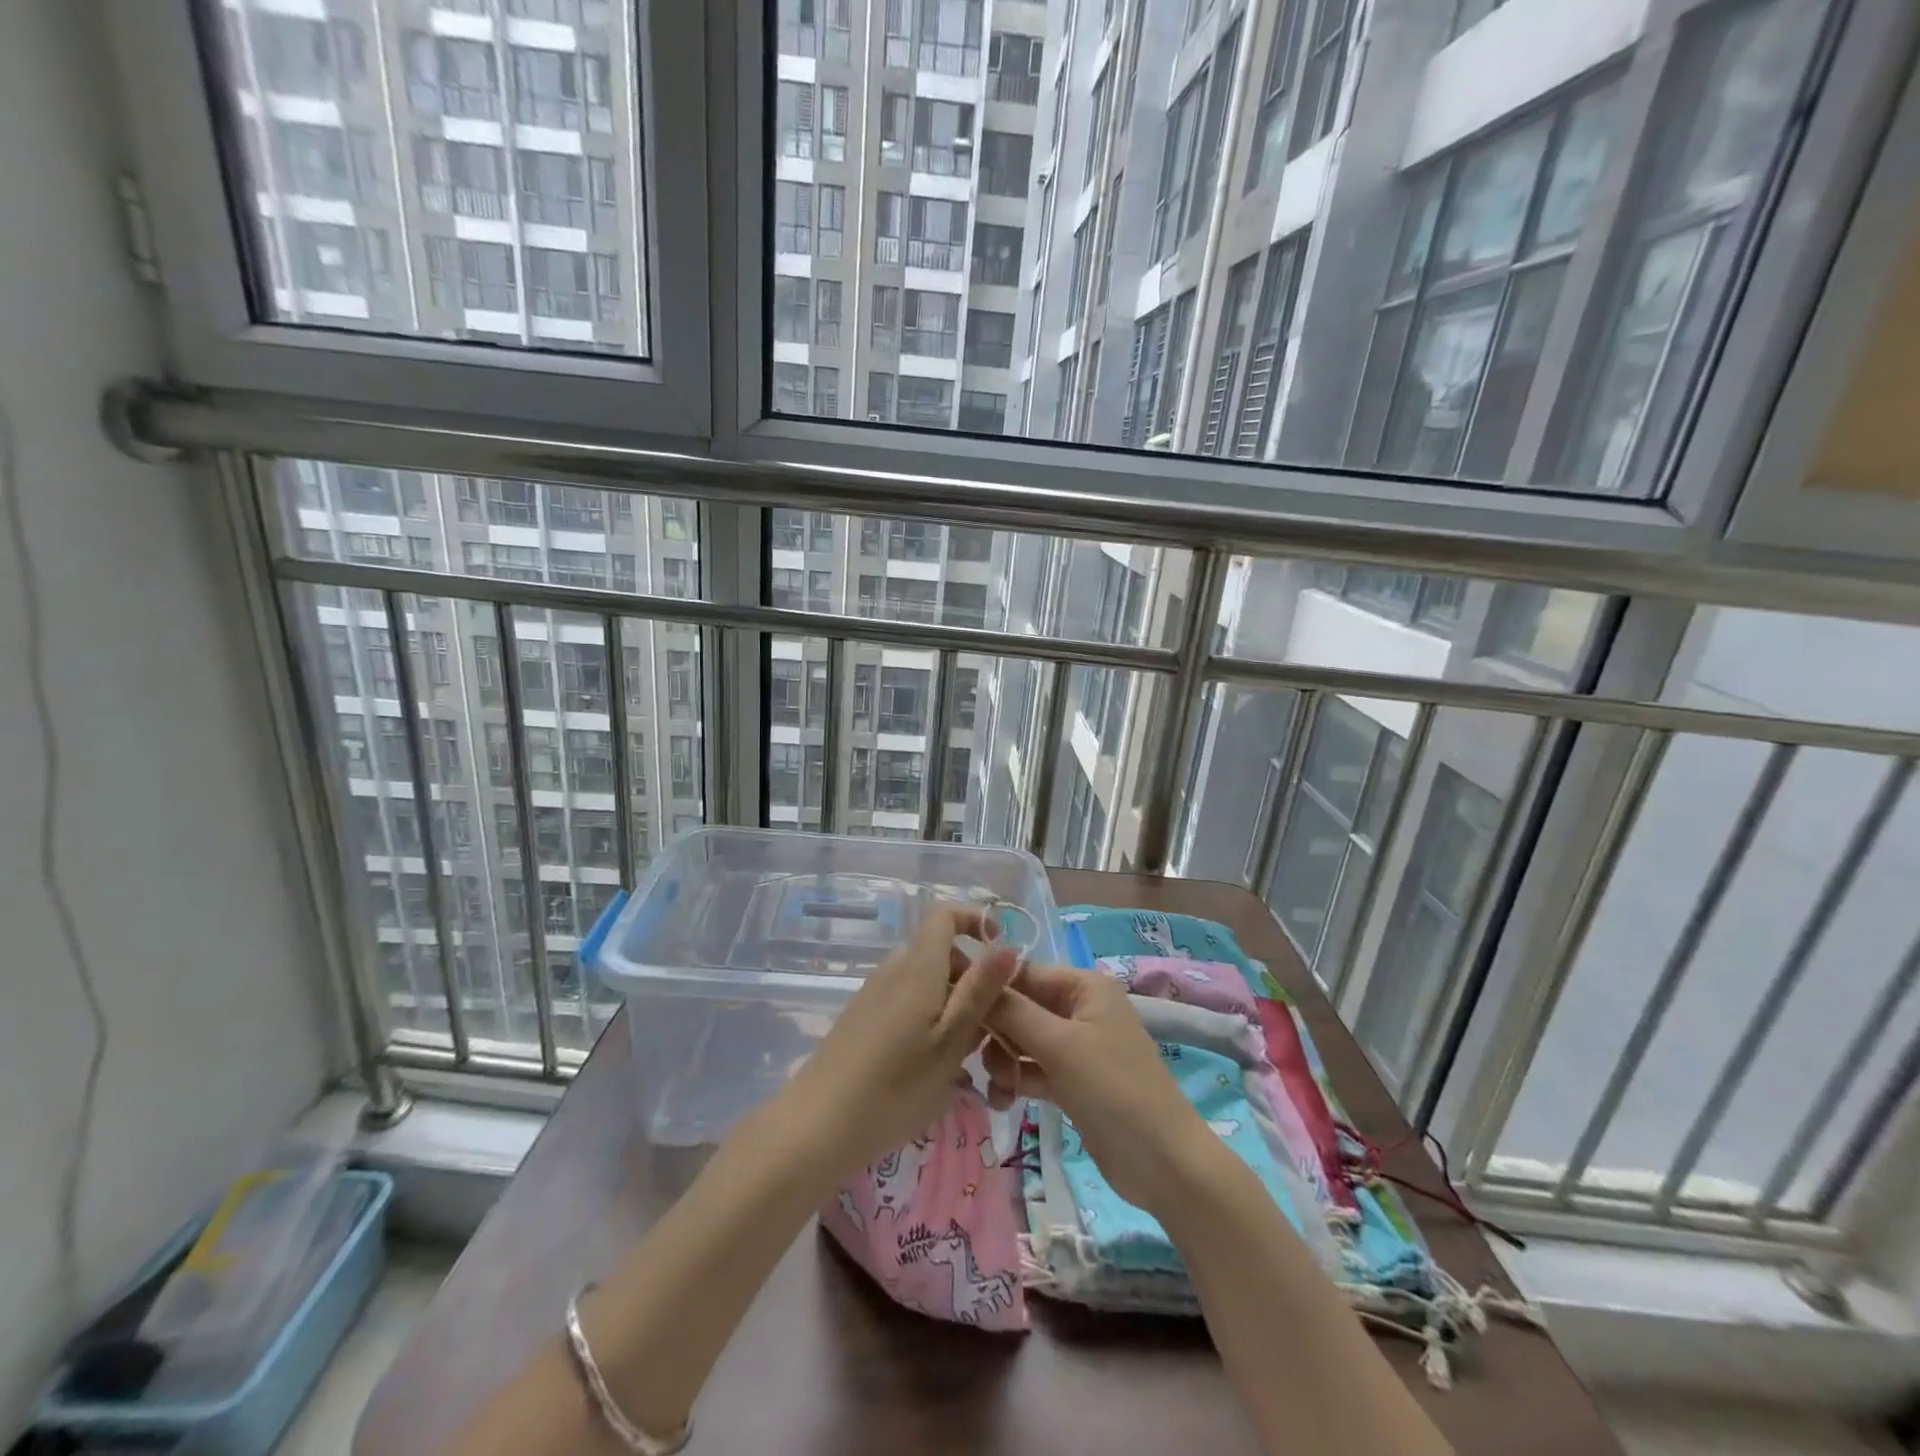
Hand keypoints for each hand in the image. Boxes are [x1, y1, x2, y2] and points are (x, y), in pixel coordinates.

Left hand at [784, 904, 1019, 1179]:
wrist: (818, 1125)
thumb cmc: (895, 1086)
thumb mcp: (951, 1041)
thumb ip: (980, 991)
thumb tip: (1009, 946)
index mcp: (917, 966)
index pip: (944, 915)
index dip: (975, 921)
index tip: (1000, 953)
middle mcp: (893, 969)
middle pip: (938, 950)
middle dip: (970, 975)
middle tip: (990, 1021)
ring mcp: (873, 993)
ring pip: (924, 978)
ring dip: (951, 1000)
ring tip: (965, 1050)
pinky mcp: (861, 1017)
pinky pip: (905, 998)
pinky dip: (928, 1015)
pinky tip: (931, 1062)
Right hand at [982, 961, 1210, 1212]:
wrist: (1163, 1164)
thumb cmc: (1113, 1089)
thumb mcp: (1059, 1045)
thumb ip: (1012, 1011)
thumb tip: (972, 974)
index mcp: (1084, 986)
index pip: (1023, 973)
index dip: (989, 988)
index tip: (952, 1007)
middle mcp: (1079, 1008)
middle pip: (1020, 1007)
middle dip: (996, 1032)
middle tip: (975, 1057)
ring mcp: (1076, 1046)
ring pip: (1022, 1040)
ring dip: (1004, 1060)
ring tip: (1000, 1087)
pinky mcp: (1072, 1080)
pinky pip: (1033, 1068)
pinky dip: (1017, 1080)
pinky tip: (1003, 1101)